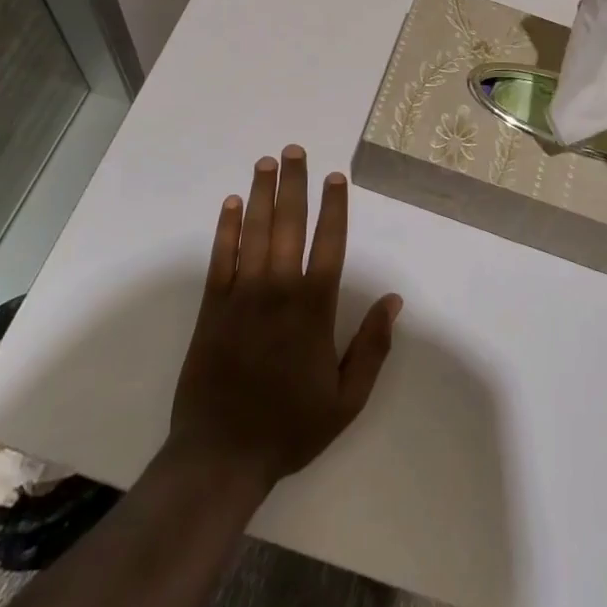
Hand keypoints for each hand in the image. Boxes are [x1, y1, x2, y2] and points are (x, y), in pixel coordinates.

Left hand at [169, 146, 402, 494]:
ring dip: (262, 194)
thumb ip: (372, 346)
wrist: (222, 456)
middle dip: (294, 184)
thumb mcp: (347, 399)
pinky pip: (221, 257)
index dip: (334, 207)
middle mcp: (279, 290)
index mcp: (314, 309)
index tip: (335, 177)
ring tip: (266, 162)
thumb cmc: (290, 427)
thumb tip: (394, 300)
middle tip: (294, 150)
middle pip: (289, 225)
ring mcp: (242, 295)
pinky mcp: (212, 307)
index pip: (329, 244)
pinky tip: (232, 203)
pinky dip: (227, 228)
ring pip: (255, 232)